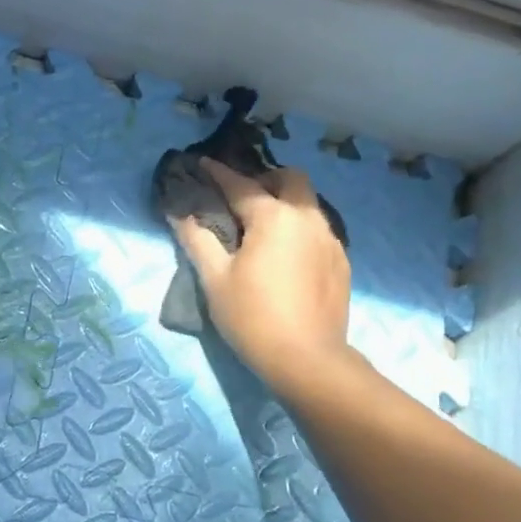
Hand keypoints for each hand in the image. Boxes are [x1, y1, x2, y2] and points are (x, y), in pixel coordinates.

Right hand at [168, 159, 352, 394]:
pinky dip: (299, 228)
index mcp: (273, 217)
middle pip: (290, 178)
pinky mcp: (341, 261)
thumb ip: (197, 240)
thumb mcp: (215, 280)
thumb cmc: (252, 316)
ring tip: (264, 226)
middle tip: (243, 198)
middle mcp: (307, 217)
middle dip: (265, 179)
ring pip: (309, 203)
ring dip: (286, 202)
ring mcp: (330, 239)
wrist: (306, 358)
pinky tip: (287, 254)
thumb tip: (179, 213)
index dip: (218, 173)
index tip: (202, 163)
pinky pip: (319, 230)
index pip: (241, 185)